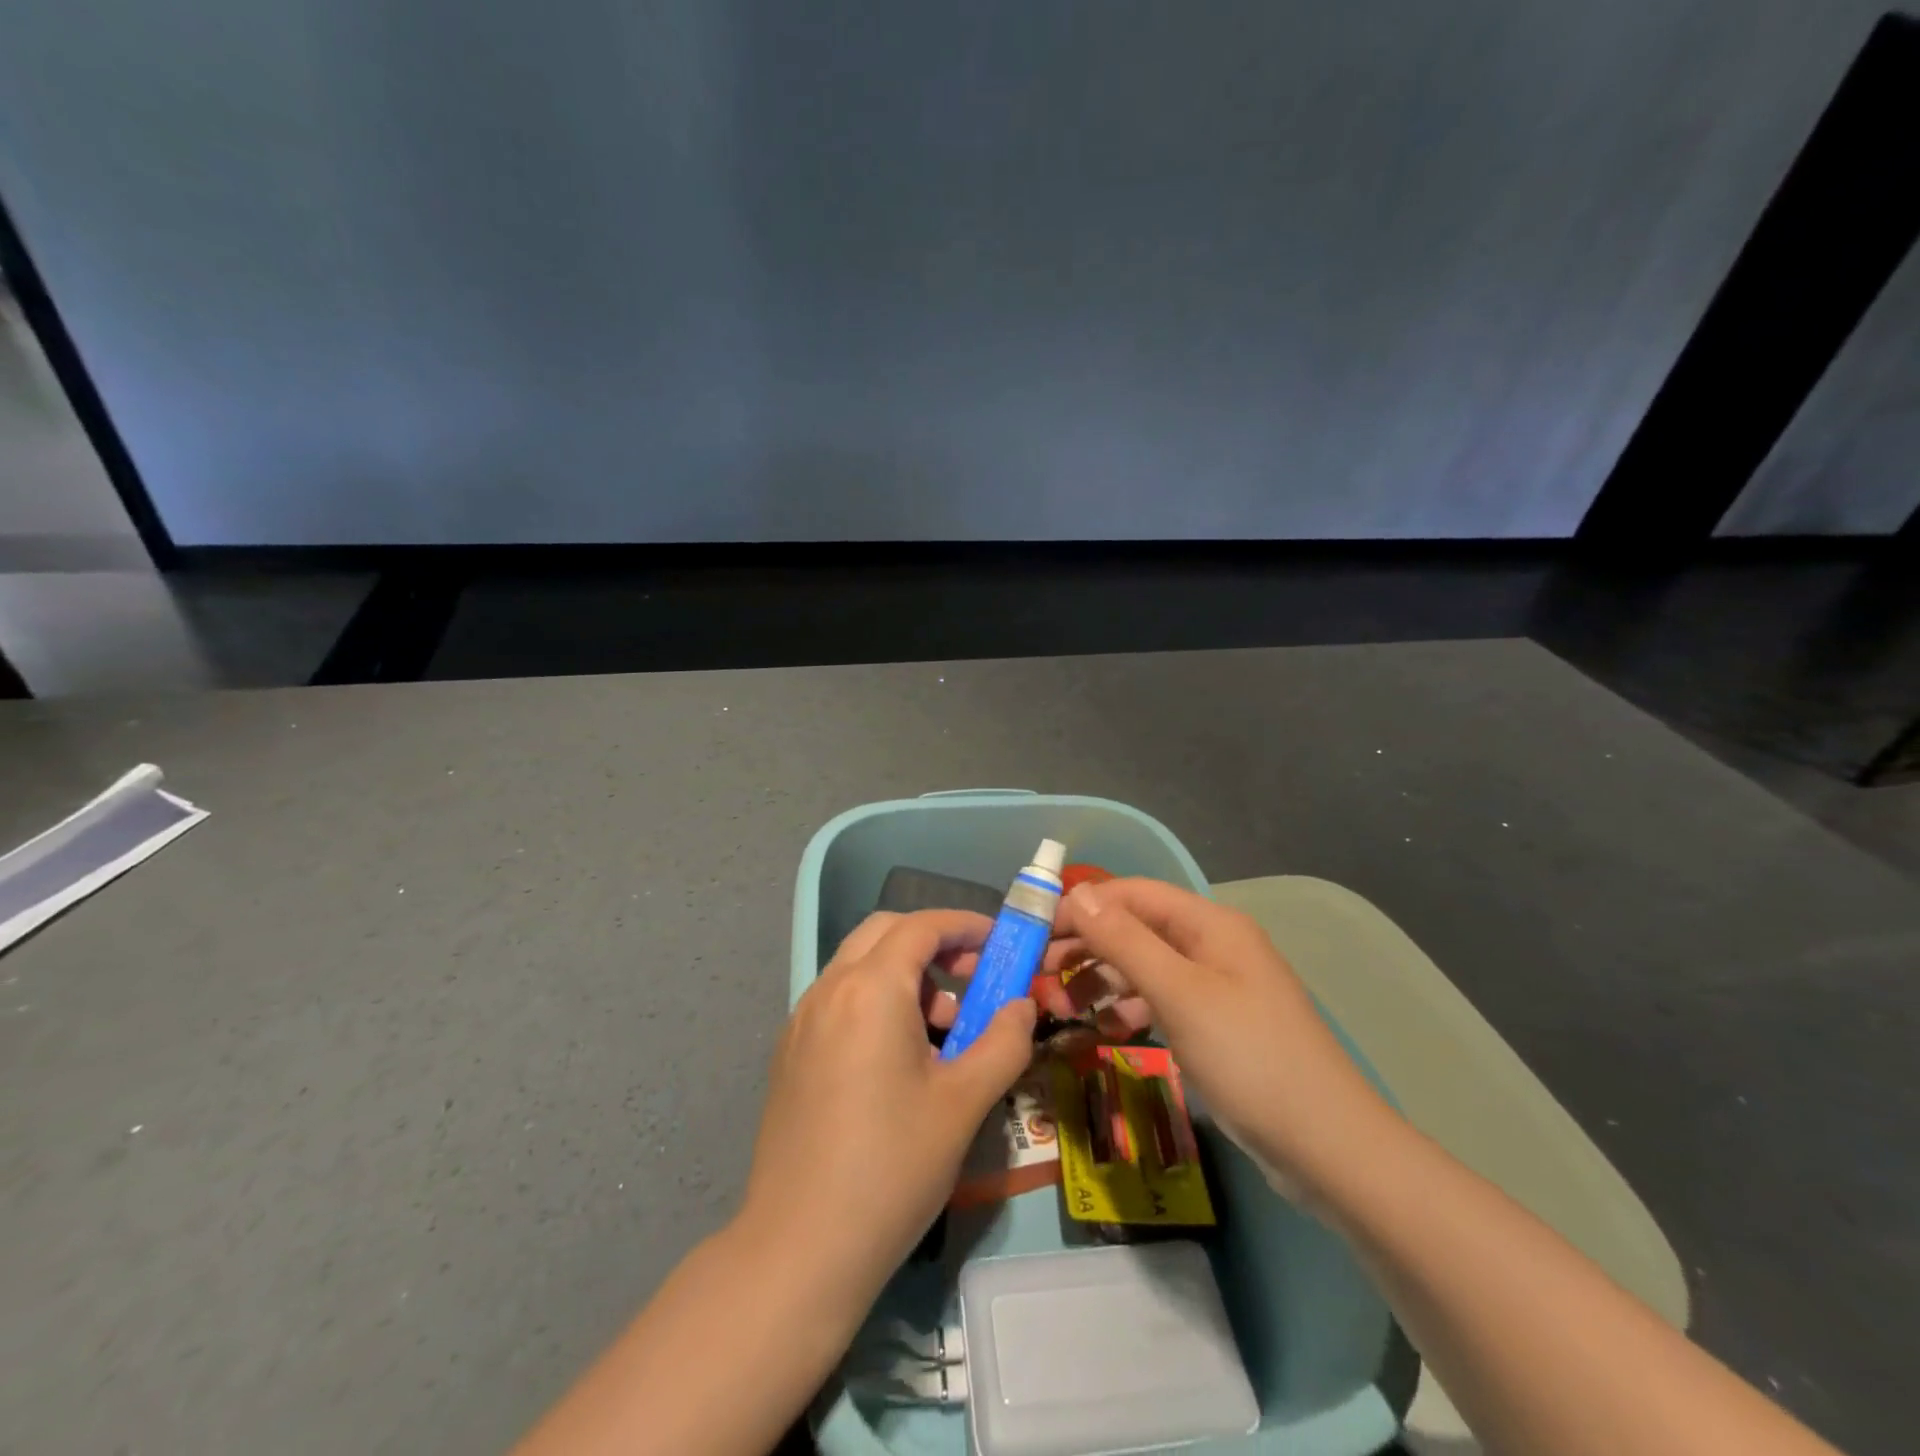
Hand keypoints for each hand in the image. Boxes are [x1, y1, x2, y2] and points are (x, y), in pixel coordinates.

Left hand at [737, 909, 1036, 1311]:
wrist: (799, 1248)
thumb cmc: (892, 1167)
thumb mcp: (964, 1103)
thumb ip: (1003, 1042)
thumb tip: (1023, 1006)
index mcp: (870, 989)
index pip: (921, 927)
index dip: (965, 925)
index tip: (999, 942)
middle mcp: (829, 989)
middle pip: (884, 932)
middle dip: (933, 942)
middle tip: (973, 977)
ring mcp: (802, 1020)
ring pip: (859, 965)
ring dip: (904, 974)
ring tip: (943, 1030)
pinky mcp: (790, 1052)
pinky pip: (840, 1000)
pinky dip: (876, 1000)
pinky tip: (899, 1058)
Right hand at [1037, 878, 1391, 1199]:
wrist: (1326, 1147)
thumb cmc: (1249, 1058)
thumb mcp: (1179, 994)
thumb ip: (1125, 941)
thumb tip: (1078, 893)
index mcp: (1209, 924)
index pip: (1133, 895)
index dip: (1084, 906)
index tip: (1037, 931)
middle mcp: (1211, 946)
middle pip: (1136, 930)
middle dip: (1087, 947)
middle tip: (1039, 975)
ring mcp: (1215, 987)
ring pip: (1144, 968)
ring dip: (1101, 981)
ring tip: (1061, 1008)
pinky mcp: (1214, 1025)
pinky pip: (1160, 1003)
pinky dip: (1128, 1010)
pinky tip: (1103, 1030)